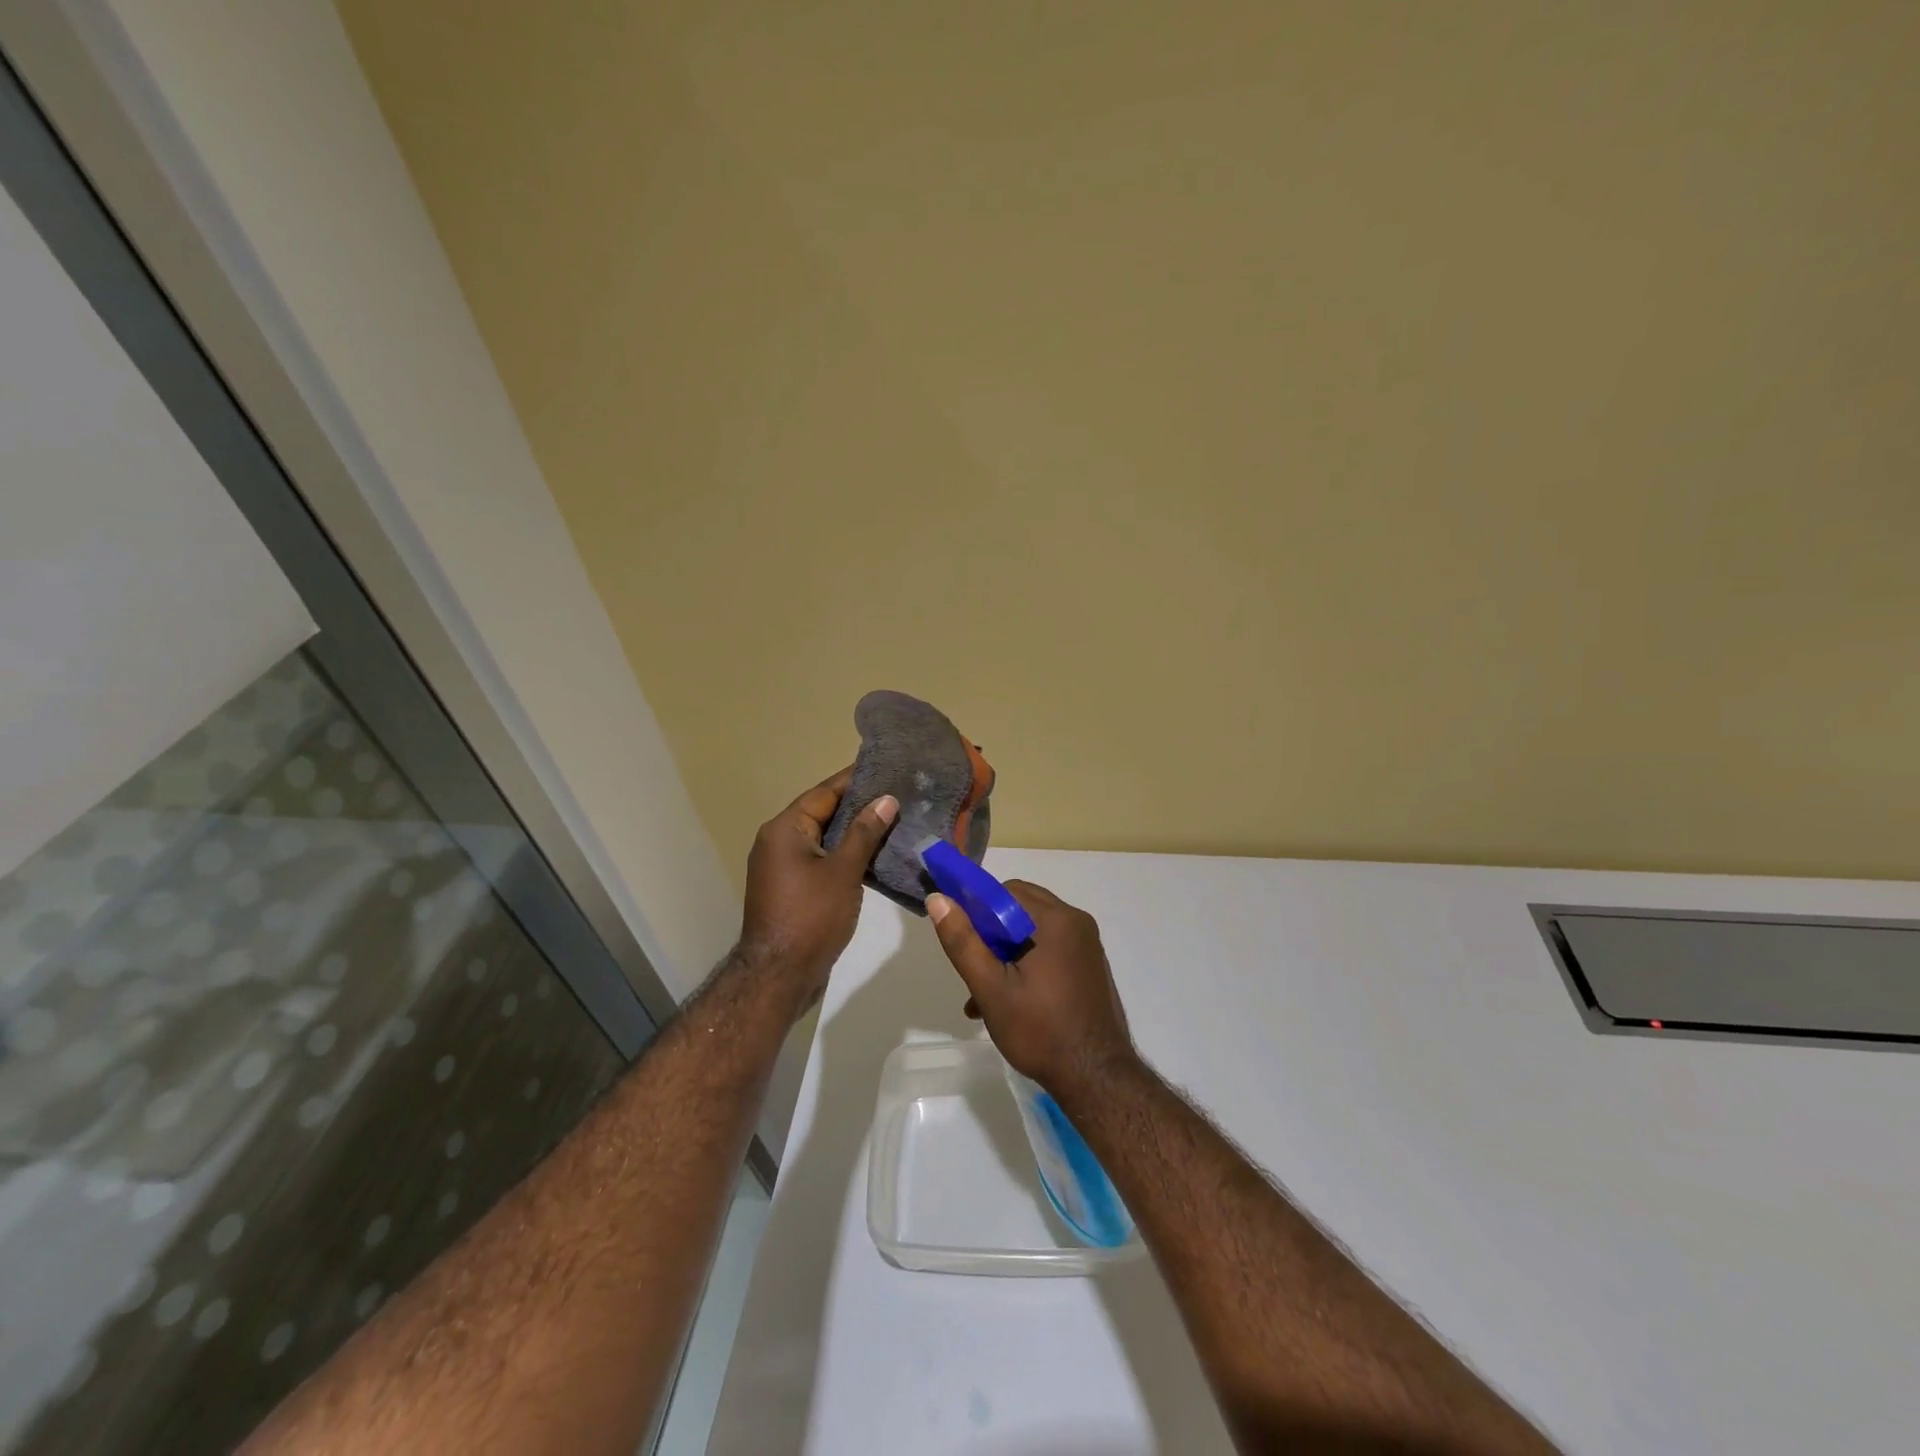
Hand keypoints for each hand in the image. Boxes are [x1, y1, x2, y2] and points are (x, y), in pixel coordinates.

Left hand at [739, 768, 896, 1008]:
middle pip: (823, 813)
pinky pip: (820, 860)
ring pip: (823, 838)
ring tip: (893, 822)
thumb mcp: (843, 871)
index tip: (886, 768)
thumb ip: (865, 833)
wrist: (778, 976)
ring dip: (854, 832)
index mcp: (785, 829)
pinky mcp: (790, 889)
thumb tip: (886, 799)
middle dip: (859, 806)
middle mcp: (778, 841)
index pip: (824, 793)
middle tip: (898, 795)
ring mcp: (782, 867)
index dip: (855, 780)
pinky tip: (874, 856)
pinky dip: (844, 854)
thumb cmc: (811, 917)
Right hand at [927, 881, 1136, 1096]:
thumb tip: (938, 899)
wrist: (1096, 1080)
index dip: (977, 907)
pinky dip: (1025, 966)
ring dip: (1004, 956)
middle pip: (1019, 909)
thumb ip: (963, 941)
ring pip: (1031, 933)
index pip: (1006, 891)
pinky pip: (1048, 951)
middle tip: (973, 968)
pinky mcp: (1088, 967)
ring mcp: (1086, 946)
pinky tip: (1005, 1004)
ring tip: (980, 997)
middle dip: (990, 935)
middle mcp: (1076, 923)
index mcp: (1056, 919)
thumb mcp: (991, 988)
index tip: (961, 937)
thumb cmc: (1040, 1030)